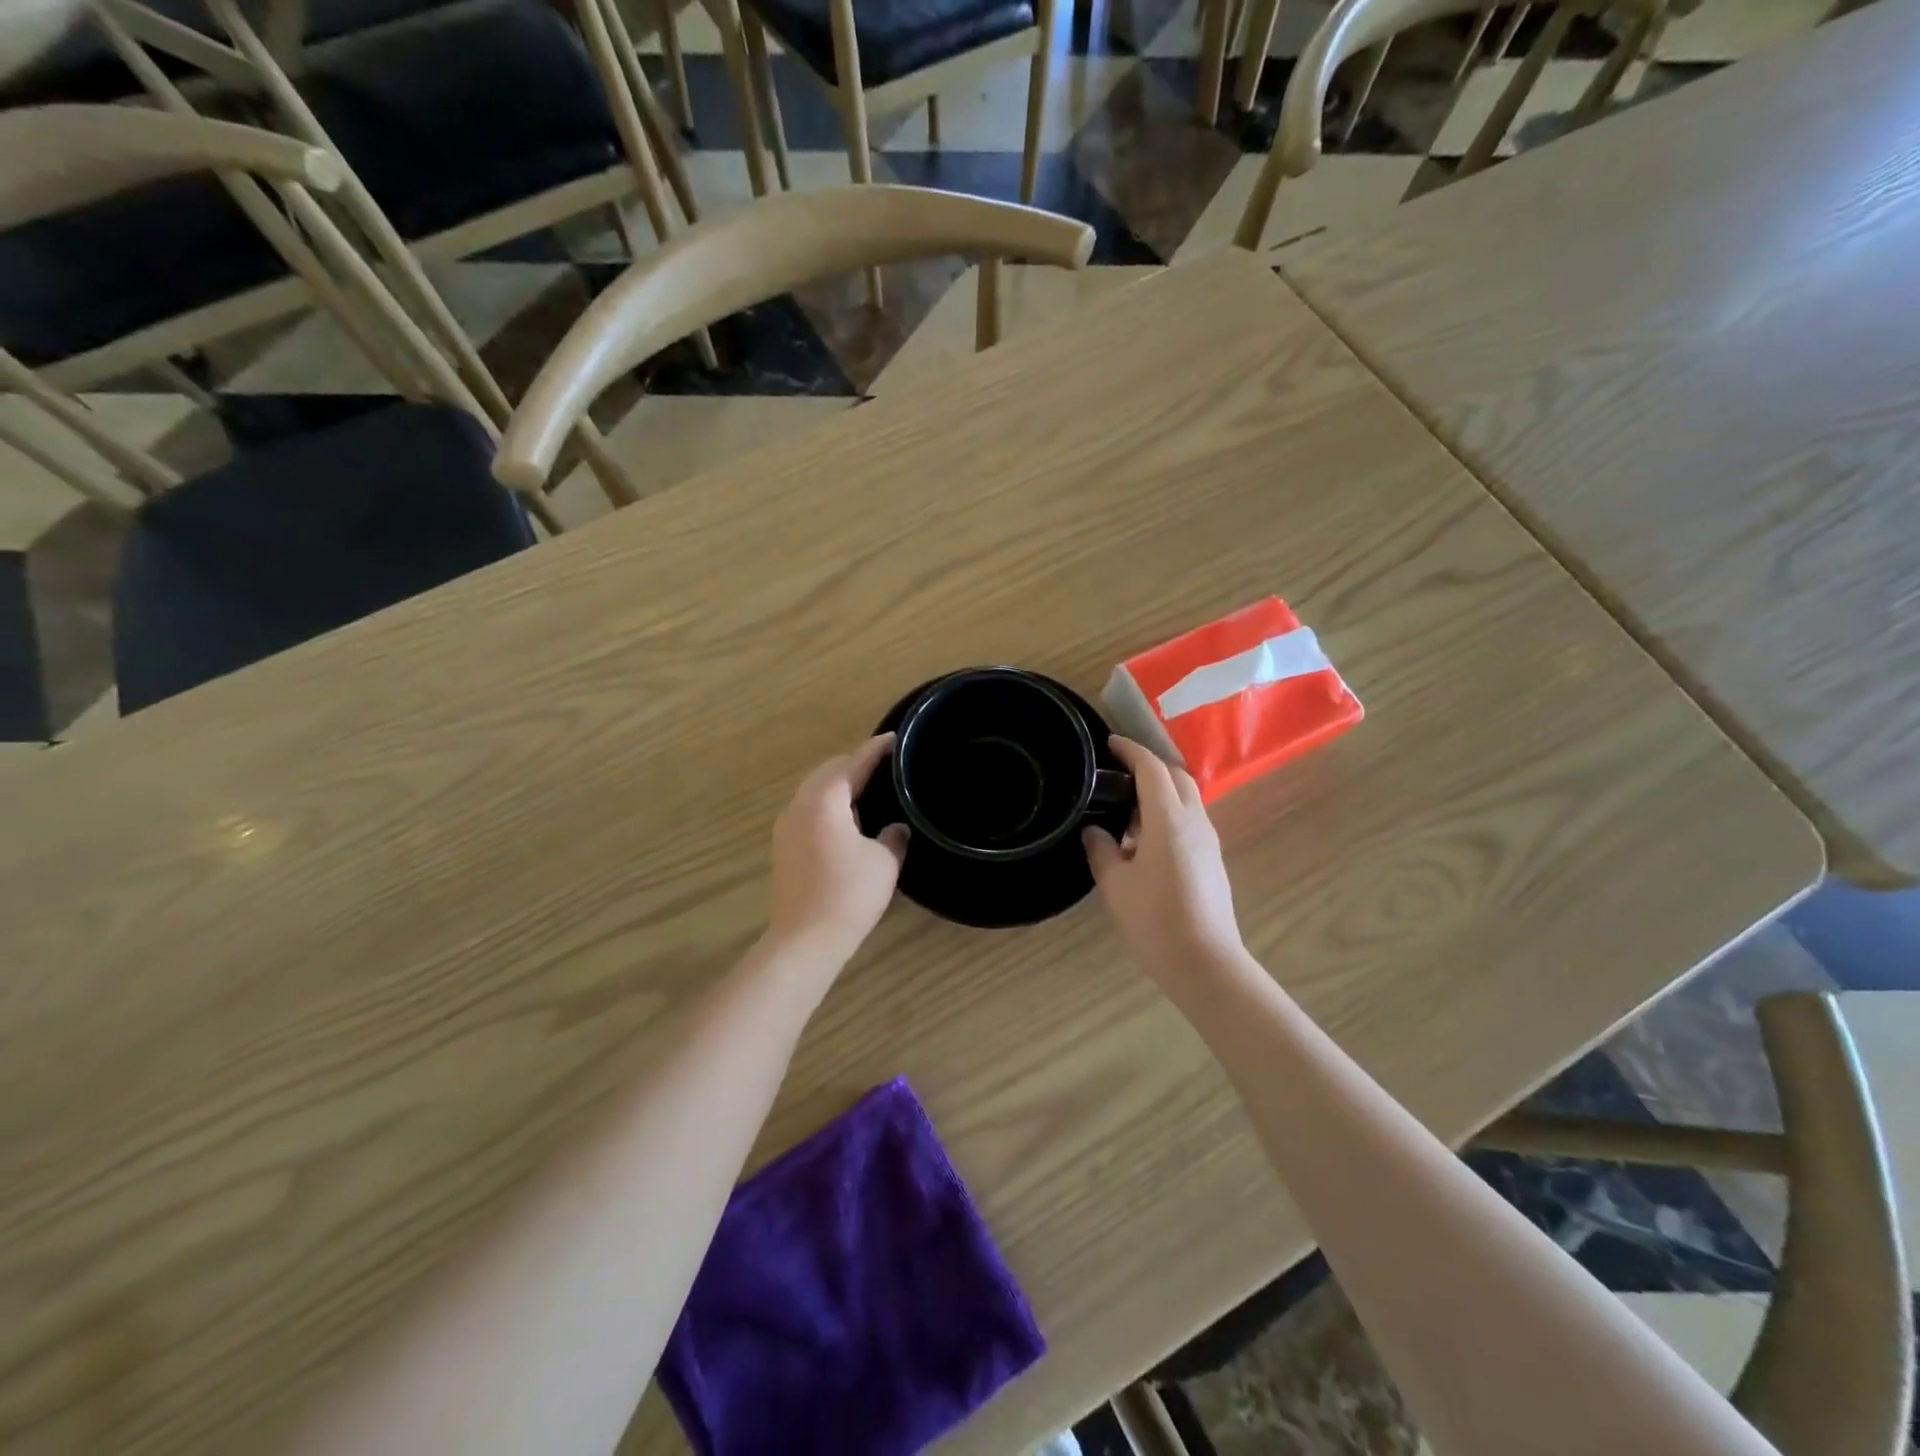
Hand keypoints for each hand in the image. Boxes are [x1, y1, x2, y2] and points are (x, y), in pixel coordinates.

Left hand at [768, 735, 907, 960]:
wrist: (805, 940)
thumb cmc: (849, 894)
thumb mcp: (884, 862)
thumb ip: (893, 836)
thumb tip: (896, 827)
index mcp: (824, 800)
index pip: (854, 763)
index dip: (876, 749)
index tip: (895, 739)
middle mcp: (799, 805)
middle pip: (828, 772)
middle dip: (855, 765)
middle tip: (886, 769)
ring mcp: (786, 826)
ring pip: (815, 791)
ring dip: (840, 787)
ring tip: (870, 793)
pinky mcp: (783, 846)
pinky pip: (808, 811)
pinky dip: (829, 806)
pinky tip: (848, 823)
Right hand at [1084, 736, 1243, 976]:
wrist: (1204, 962)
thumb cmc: (1154, 920)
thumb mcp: (1115, 884)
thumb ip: (1101, 849)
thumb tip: (1094, 830)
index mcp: (1169, 819)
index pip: (1152, 768)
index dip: (1131, 751)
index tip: (1110, 744)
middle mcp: (1195, 821)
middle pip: (1177, 776)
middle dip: (1150, 766)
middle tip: (1118, 774)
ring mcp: (1208, 840)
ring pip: (1187, 799)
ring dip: (1159, 793)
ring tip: (1126, 812)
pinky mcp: (1212, 859)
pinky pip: (1190, 821)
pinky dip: (1168, 815)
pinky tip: (1144, 841)